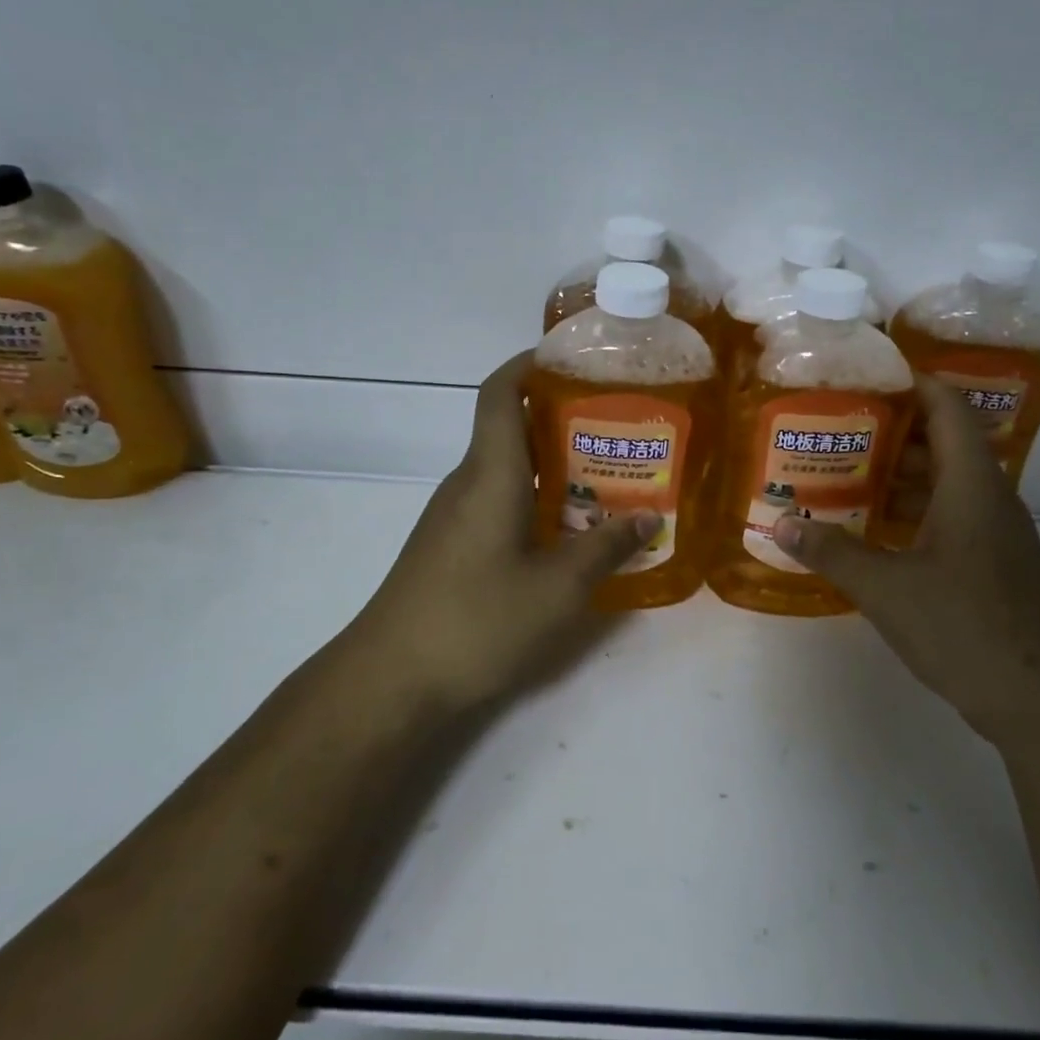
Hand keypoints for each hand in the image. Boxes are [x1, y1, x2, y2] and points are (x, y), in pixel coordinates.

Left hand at [345, 351, 660, 710]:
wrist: (391, 678)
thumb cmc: (478, 620)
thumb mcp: (558, 588)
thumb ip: (606, 549)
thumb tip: (648, 518)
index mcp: (491, 474)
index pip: (501, 393)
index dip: (531, 365)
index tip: (575, 361)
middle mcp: (468, 483)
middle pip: (512, 429)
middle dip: (564, 420)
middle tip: (621, 429)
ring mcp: (454, 516)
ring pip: (508, 470)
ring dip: (555, 467)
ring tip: (610, 480)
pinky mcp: (451, 546)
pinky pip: (499, 503)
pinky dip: (537, 501)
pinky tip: (570, 533)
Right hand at [771, 376, 1039, 743]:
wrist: (1039, 698)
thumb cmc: (964, 626)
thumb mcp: (885, 587)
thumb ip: (832, 552)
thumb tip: (780, 524)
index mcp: (971, 484)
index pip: (947, 408)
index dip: (912, 382)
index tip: (866, 375)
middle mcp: (989, 498)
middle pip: (942, 442)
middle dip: (890, 431)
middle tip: (834, 427)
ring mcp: (995, 533)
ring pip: (944, 483)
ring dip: (897, 475)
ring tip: (842, 472)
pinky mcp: (992, 564)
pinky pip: (948, 516)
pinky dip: (910, 511)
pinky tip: (871, 529)